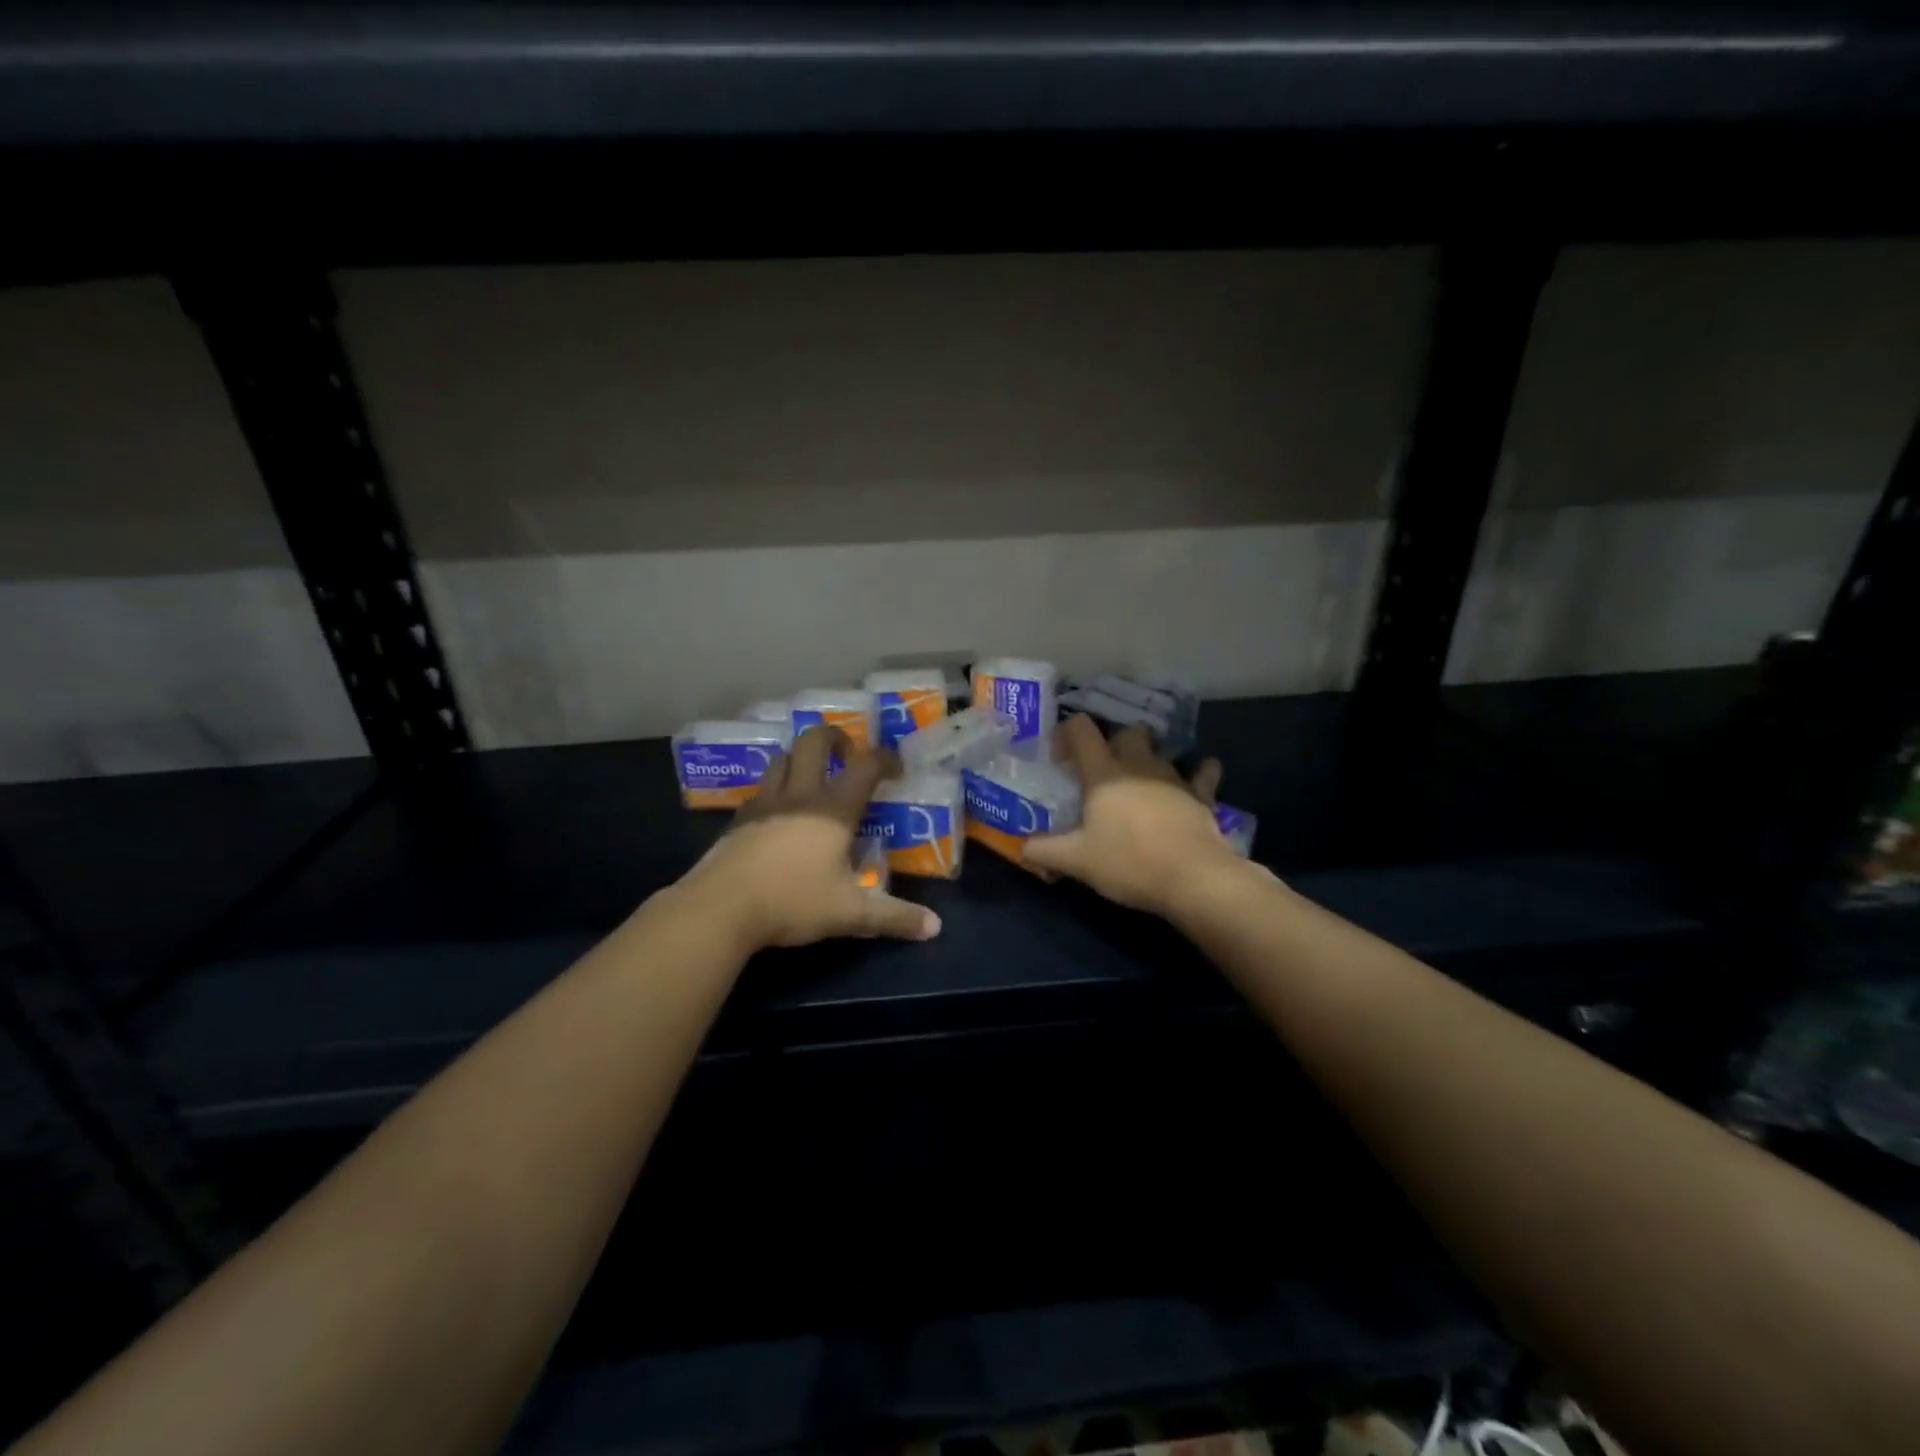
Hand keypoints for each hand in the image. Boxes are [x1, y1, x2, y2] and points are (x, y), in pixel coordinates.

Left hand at [676, 726, 941, 951]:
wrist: (720, 908)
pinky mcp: (738, 819)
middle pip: (814, 741)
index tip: (897, 769)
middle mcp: (799, 794)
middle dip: (835, 738)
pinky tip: (779, 814)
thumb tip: (934, 928)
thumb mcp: (850, 914)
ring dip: (800, 759)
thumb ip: (894, 917)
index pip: (866, 765)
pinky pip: (761, 789)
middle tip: (847, 757)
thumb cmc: (792, 902)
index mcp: (833, 809)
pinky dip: (775, 789)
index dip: (886, 758)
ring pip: (782, 759)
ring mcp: (764, 803)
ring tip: (812, 780)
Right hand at [1023, 716, 1241, 917]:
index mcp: (1104, 774)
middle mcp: (1138, 765)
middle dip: (1112, 743)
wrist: (1192, 878)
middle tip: (1101, 770)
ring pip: (1159, 750)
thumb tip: (1022, 847)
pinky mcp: (1201, 795)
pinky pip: (1203, 773)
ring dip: (1148, 758)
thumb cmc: (1128, 862)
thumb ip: (1043, 850)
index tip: (1060, 758)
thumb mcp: (1076, 861)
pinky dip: (1199, 772)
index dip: (1067, 733)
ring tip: (1138, 781)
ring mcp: (1173, 777)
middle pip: (1125, 732)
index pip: (1081, 729)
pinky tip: (1197, 776)